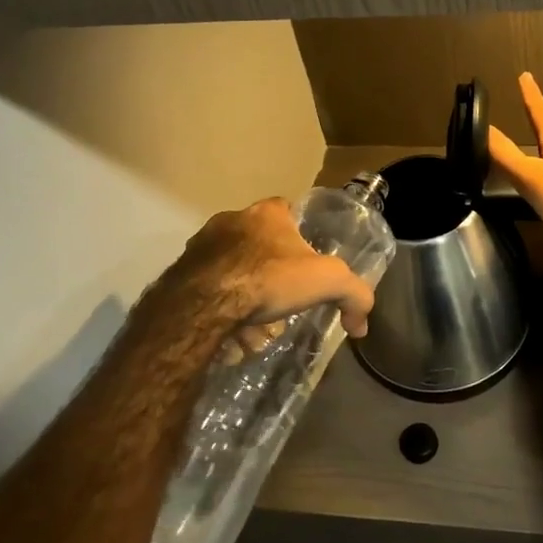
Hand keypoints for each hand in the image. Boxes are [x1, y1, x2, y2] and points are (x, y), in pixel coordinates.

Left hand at [165, 199, 374, 348]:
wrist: (204, 304)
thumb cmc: (269, 279)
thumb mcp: (328, 281)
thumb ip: (354, 296)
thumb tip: (362, 324)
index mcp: (267, 212)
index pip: (286, 209)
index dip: (298, 233)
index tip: (305, 260)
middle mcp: (231, 220)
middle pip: (258, 242)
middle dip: (271, 270)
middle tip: (282, 300)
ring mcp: (201, 245)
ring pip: (232, 267)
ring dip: (244, 291)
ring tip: (255, 326)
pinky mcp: (180, 272)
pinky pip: (208, 287)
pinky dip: (221, 306)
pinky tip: (230, 332)